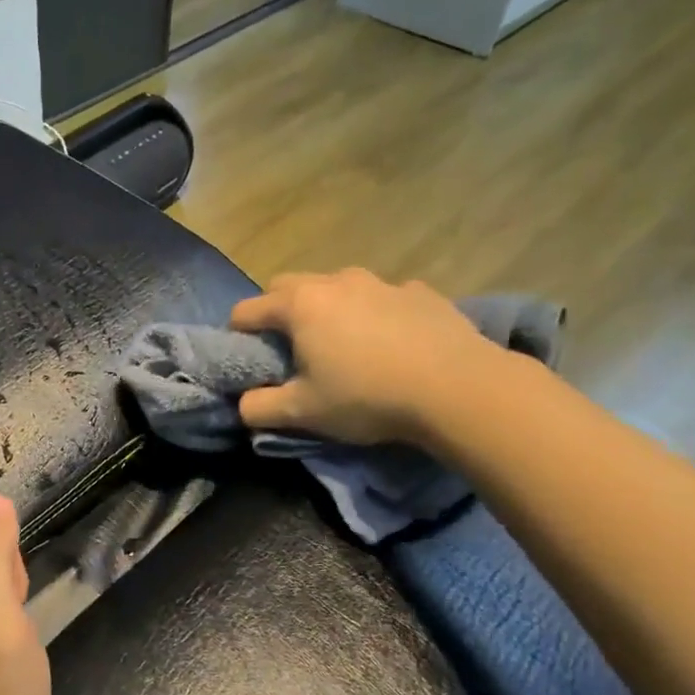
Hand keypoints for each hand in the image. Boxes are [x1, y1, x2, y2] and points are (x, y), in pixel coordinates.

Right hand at [229, 268, 501, 446]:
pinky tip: (389, 343)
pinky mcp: (420, 291)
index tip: (244, 357)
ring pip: (337, 286)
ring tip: (342, 344)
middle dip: (278, 311)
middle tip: (288, 348)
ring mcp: (382, 282)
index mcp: (300, 305)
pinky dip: (373, 313)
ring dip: (327, 308)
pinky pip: (382, 297)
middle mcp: (336, 281)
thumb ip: (259, 408)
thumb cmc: (366, 397)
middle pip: (288, 286)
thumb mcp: (302, 413)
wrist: (457, 388)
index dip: (237, 334)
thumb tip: (243, 404)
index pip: (247, 310)